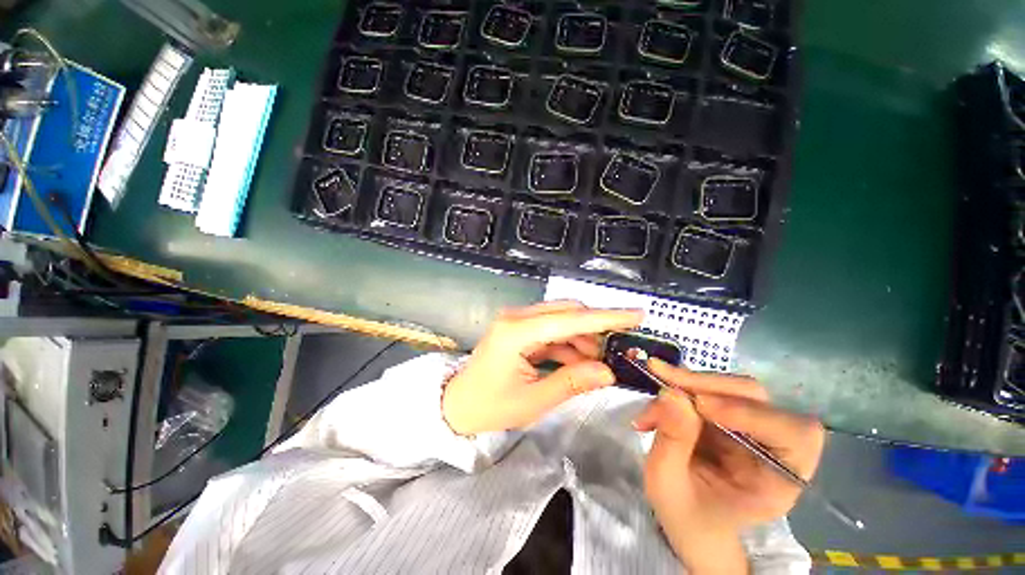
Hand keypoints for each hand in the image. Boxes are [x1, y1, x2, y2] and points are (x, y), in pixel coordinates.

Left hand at [442, 301, 642, 435]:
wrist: (457, 405)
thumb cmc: (490, 407)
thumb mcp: (533, 400)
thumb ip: (572, 382)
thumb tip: (608, 372)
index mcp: (517, 332)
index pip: (570, 319)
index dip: (606, 317)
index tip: (637, 315)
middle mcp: (517, 318)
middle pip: (567, 312)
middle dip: (595, 328)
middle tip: (618, 349)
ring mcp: (517, 321)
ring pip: (561, 320)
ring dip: (583, 338)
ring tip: (598, 362)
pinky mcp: (518, 329)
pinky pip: (551, 330)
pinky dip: (568, 343)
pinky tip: (579, 361)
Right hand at [633, 359, 824, 573]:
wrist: (690, 524)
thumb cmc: (686, 517)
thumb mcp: (668, 486)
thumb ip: (671, 441)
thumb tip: (669, 393)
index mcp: (777, 481)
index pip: (793, 435)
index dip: (751, 412)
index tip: (700, 405)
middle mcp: (771, 448)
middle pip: (755, 397)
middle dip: (706, 384)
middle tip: (662, 378)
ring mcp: (749, 428)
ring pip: (729, 387)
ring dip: (688, 383)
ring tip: (653, 392)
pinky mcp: (727, 416)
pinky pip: (707, 390)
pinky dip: (679, 388)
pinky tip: (655, 404)